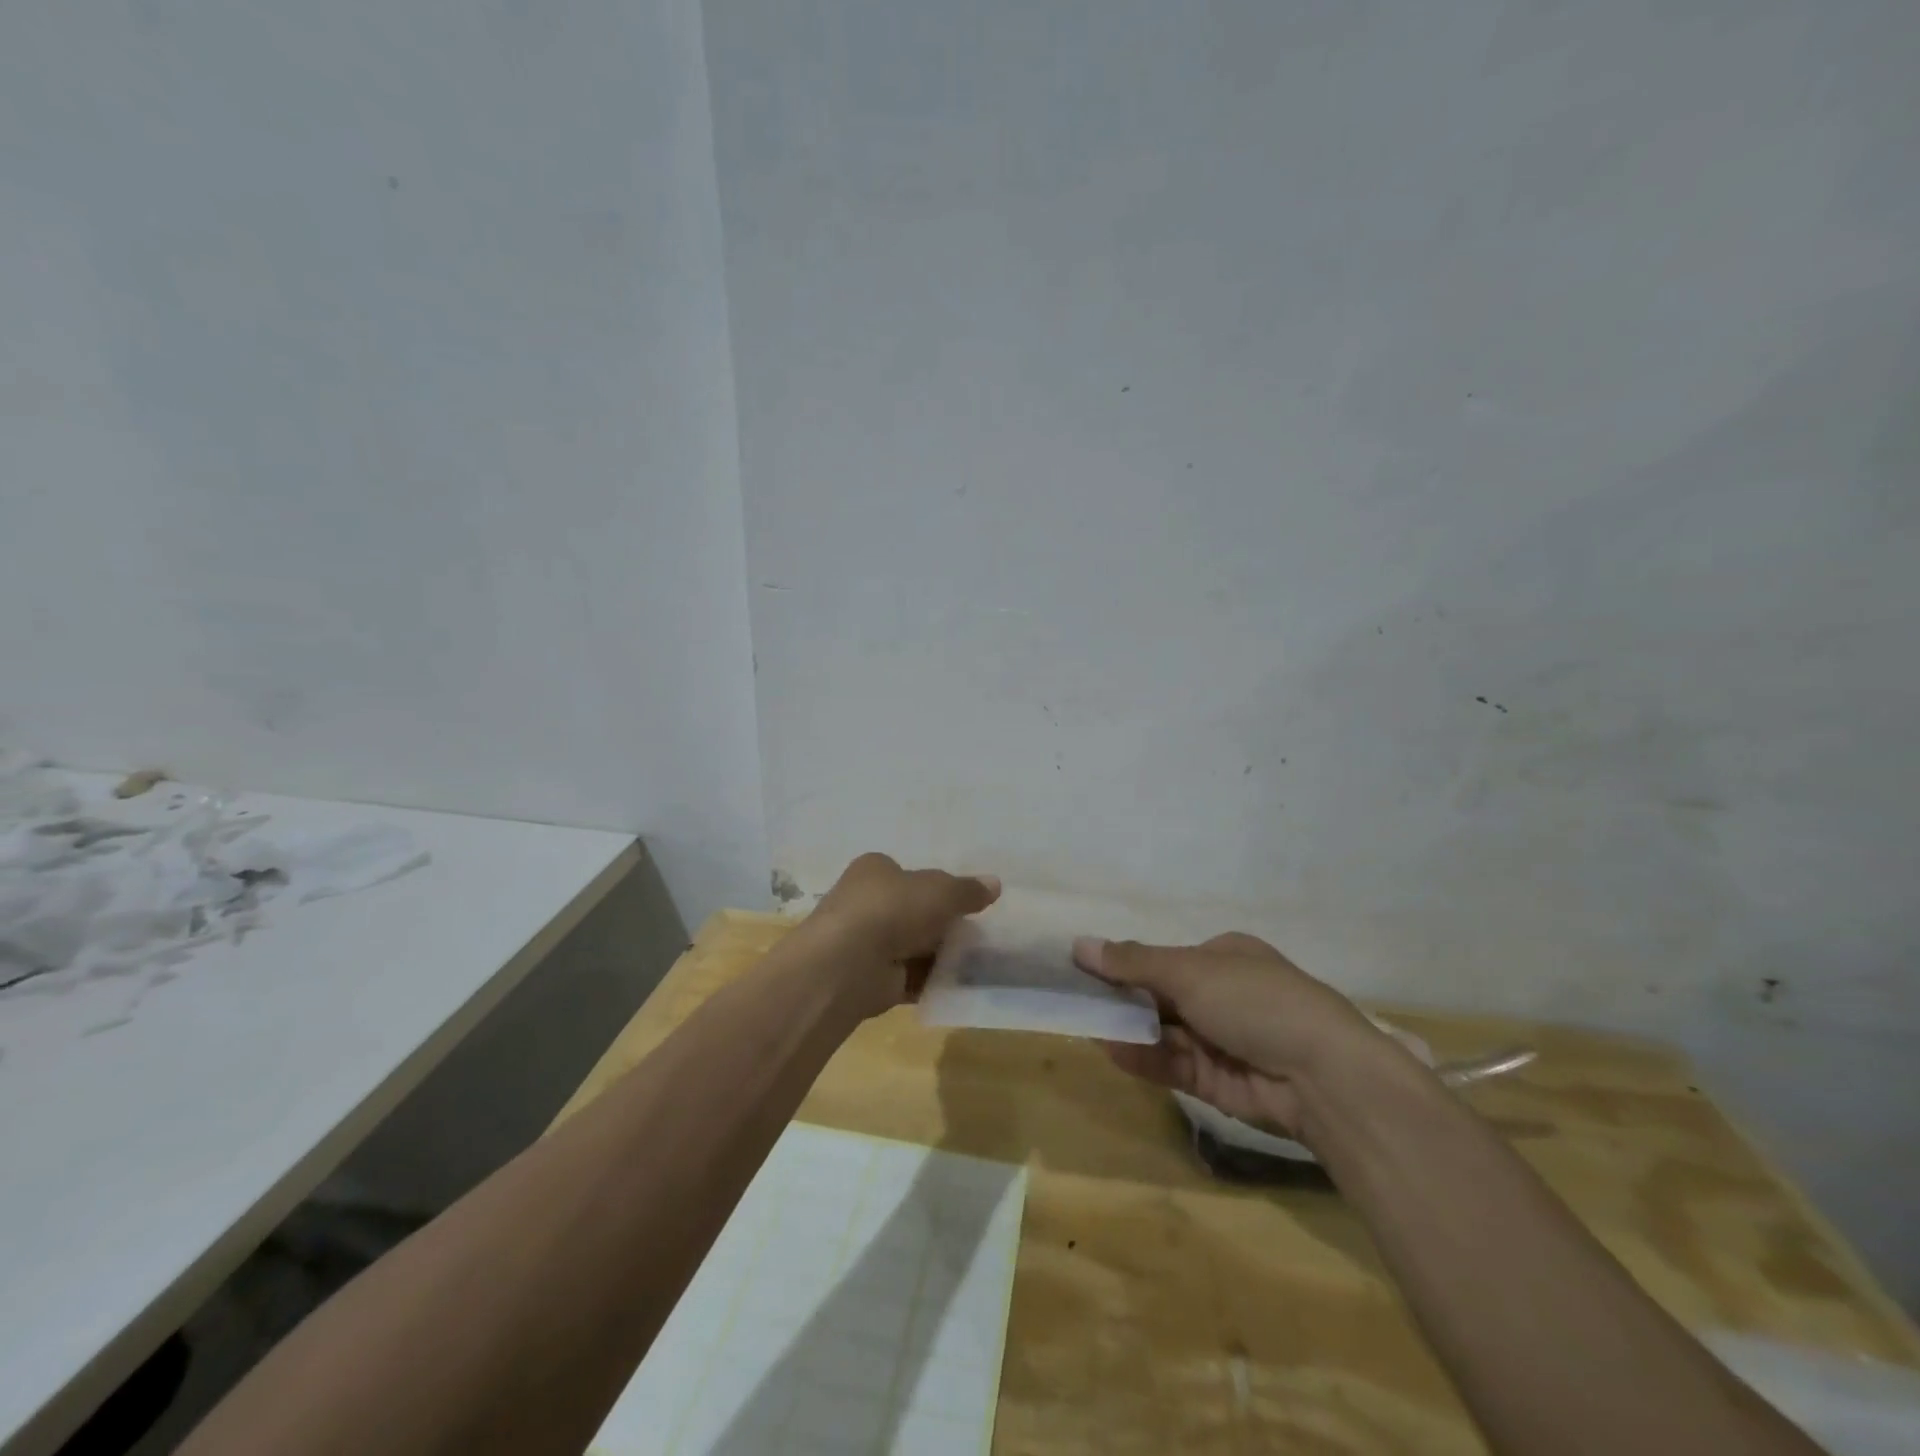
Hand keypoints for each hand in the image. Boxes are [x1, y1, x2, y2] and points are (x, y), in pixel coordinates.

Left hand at [806, 853, 999, 1016]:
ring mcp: (865, 942)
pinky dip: (931, 981)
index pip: (908, 873)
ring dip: (939, 954)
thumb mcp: (940, 891)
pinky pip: (909, 977)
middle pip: (912, 910)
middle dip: (940, 923)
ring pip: (912, 945)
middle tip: (978, 931)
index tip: (964, 900)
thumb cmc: (892, 909)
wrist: (848, 964)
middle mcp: (865, 902)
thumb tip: (995, 884)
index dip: (936, 885)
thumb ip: (967, 890)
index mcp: (874, 869)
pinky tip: (959, 985)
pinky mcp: (870, 979)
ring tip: (977, 960)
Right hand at [1072, 932, 1394, 1143]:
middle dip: (1122, 999)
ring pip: (1163, 1031)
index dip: (1126, 964)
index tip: (1086, 970)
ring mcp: (1222, 1040)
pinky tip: (1111, 1050)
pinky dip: (1144, 1057)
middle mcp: (1223, 995)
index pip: (1164, 959)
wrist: (1322, 1076)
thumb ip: (1132, 962)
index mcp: (1224, 957)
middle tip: (1076, 1000)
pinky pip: (1173, 1064)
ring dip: (1128, 1029)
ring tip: (1084, 1024)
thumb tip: (1079, 944)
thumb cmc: (1254, 1000)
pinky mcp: (1219, 1082)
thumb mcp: (1189, 971)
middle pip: (1161, 996)